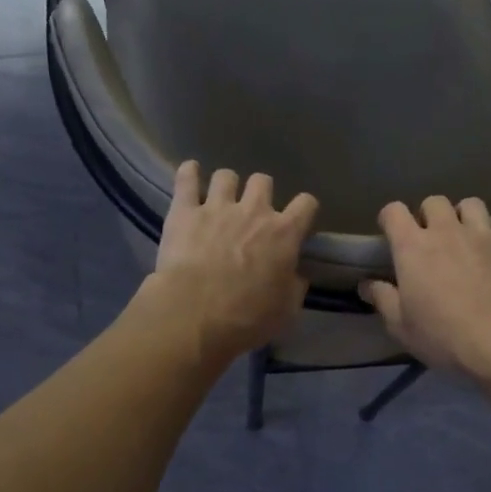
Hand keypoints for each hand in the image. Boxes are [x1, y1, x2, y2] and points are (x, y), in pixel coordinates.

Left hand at [142, 161, 318, 362]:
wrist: (194, 314)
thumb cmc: (246, 317)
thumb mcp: (286, 311)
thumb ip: (294, 287)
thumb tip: (296, 275)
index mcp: (284, 234)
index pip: (306, 204)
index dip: (304, 209)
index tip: (298, 220)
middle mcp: (254, 211)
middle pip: (263, 181)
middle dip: (260, 192)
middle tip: (252, 211)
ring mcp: (217, 206)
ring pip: (226, 176)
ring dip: (226, 185)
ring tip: (219, 198)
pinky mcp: (184, 210)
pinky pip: (186, 178)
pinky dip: (189, 174)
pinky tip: (190, 173)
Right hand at [360, 196, 490, 382]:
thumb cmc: (443, 335)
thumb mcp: (401, 326)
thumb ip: (383, 300)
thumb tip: (366, 284)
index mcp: (412, 247)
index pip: (394, 212)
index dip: (389, 218)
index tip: (390, 232)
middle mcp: (446, 230)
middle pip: (434, 202)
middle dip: (429, 215)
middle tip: (430, 237)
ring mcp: (482, 234)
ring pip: (471, 204)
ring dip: (464, 214)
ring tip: (465, 232)